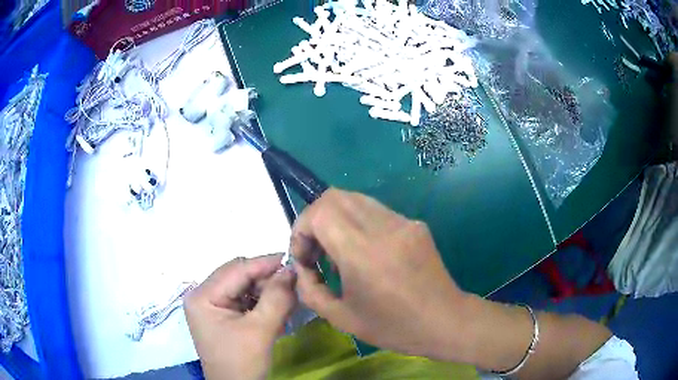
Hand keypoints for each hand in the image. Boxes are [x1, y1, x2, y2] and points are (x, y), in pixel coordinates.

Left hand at [184, 254, 295, 379]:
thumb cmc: (242, 362)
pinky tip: (276, 310)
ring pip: (243, 287)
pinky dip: (261, 302)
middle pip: (238, 276)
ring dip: (265, 292)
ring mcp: (210, 305)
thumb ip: (276, 298)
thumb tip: (291, 270)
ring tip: (287, 300)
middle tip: (293, 285)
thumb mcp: (261, 330)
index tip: (293, 261)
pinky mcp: (220, 315)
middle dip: (266, 280)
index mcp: (202, 296)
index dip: (265, 264)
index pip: (236, 270)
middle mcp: (202, 295)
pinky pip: (242, 300)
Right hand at [290, 188, 467, 360]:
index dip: (301, 228)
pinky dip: (357, 223)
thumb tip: (301, 268)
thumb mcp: (341, 318)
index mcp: (363, 253)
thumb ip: (310, 290)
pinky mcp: (414, 224)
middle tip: (316, 251)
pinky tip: (364, 252)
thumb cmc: (394, 327)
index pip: (320, 212)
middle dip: (314, 219)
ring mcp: (403, 222)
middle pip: (335, 197)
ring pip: (355, 199)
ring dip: (335, 219)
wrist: (445, 321)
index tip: (304, 256)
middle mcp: (384, 228)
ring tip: (338, 251)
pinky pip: (375, 211)